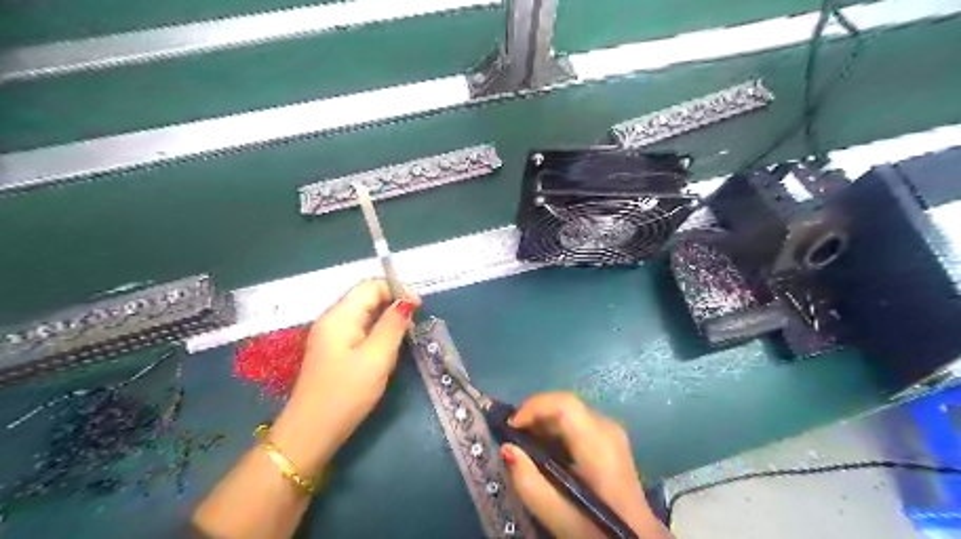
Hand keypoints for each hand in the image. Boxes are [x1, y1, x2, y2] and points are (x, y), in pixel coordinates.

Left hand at [270, 280, 420, 472]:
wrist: (312, 432)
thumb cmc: (346, 393)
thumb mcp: (377, 358)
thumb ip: (392, 325)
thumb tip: (407, 300)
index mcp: (339, 316)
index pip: (370, 286)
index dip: (397, 290)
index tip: (419, 308)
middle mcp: (332, 319)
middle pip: (366, 298)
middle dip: (392, 307)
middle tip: (411, 329)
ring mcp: (330, 336)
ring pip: (365, 315)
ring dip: (386, 323)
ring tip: (399, 345)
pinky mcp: (333, 351)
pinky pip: (359, 331)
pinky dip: (376, 335)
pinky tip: (384, 354)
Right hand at [499, 392, 669, 538]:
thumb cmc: (598, 529)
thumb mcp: (559, 515)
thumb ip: (529, 482)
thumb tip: (507, 448)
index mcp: (599, 443)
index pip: (565, 404)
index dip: (534, 407)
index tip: (510, 427)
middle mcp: (608, 427)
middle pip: (565, 405)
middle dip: (534, 414)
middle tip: (512, 436)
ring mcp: (611, 432)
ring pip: (570, 412)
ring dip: (543, 421)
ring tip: (523, 443)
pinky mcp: (610, 440)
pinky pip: (577, 422)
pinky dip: (556, 429)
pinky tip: (544, 449)